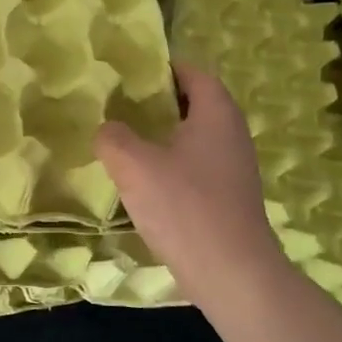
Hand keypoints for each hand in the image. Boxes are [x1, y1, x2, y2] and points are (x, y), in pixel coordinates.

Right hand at [95, 62, 289, 308]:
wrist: (231, 272)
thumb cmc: (184, 206)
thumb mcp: (133, 165)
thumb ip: (113, 138)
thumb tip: (108, 129)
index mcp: (216, 114)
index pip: (193, 74)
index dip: (163, 68)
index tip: (130, 73)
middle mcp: (231, 135)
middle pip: (194, 104)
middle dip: (158, 102)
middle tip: (120, 105)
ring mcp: (234, 168)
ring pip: (194, 138)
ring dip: (163, 136)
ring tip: (125, 141)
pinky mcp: (228, 197)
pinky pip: (196, 166)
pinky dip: (171, 164)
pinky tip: (144, 181)